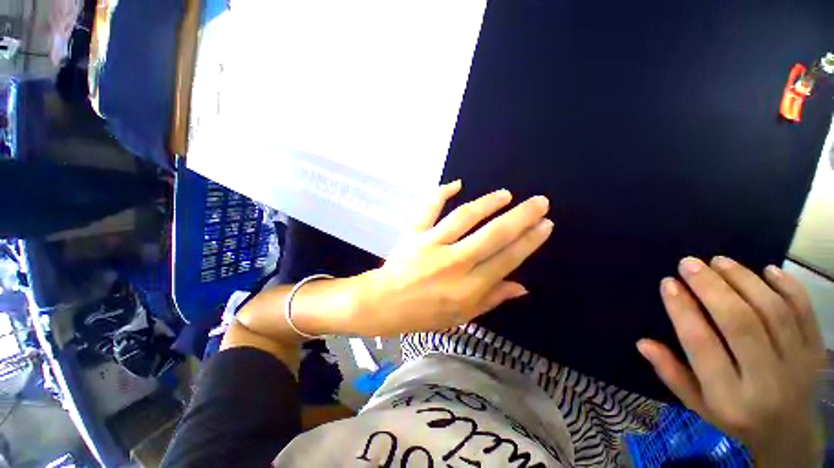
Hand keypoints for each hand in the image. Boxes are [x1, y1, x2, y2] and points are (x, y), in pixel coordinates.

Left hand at [350, 180, 552, 335]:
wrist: (383, 303)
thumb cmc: (423, 314)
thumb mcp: (461, 316)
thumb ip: (491, 299)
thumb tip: (522, 286)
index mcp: (468, 287)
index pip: (507, 259)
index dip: (529, 241)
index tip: (545, 225)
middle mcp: (455, 262)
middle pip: (494, 234)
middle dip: (521, 217)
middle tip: (539, 202)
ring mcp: (432, 243)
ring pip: (466, 217)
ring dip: (488, 202)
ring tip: (505, 194)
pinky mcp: (414, 233)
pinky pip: (429, 208)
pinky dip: (442, 193)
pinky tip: (456, 184)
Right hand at [637, 257, 825, 467]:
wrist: (789, 434)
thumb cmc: (734, 417)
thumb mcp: (697, 404)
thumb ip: (671, 373)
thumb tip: (643, 342)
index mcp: (728, 397)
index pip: (702, 344)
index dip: (683, 310)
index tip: (668, 283)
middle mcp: (765, 381)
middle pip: (740, 323)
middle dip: (712, 287)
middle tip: (689, 263)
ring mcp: (797, 364)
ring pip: (772, 312)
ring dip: (744, 280)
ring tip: (719, 261)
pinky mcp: (816, 351)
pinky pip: (805, 312)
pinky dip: (788, 286)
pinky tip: (767, 270)